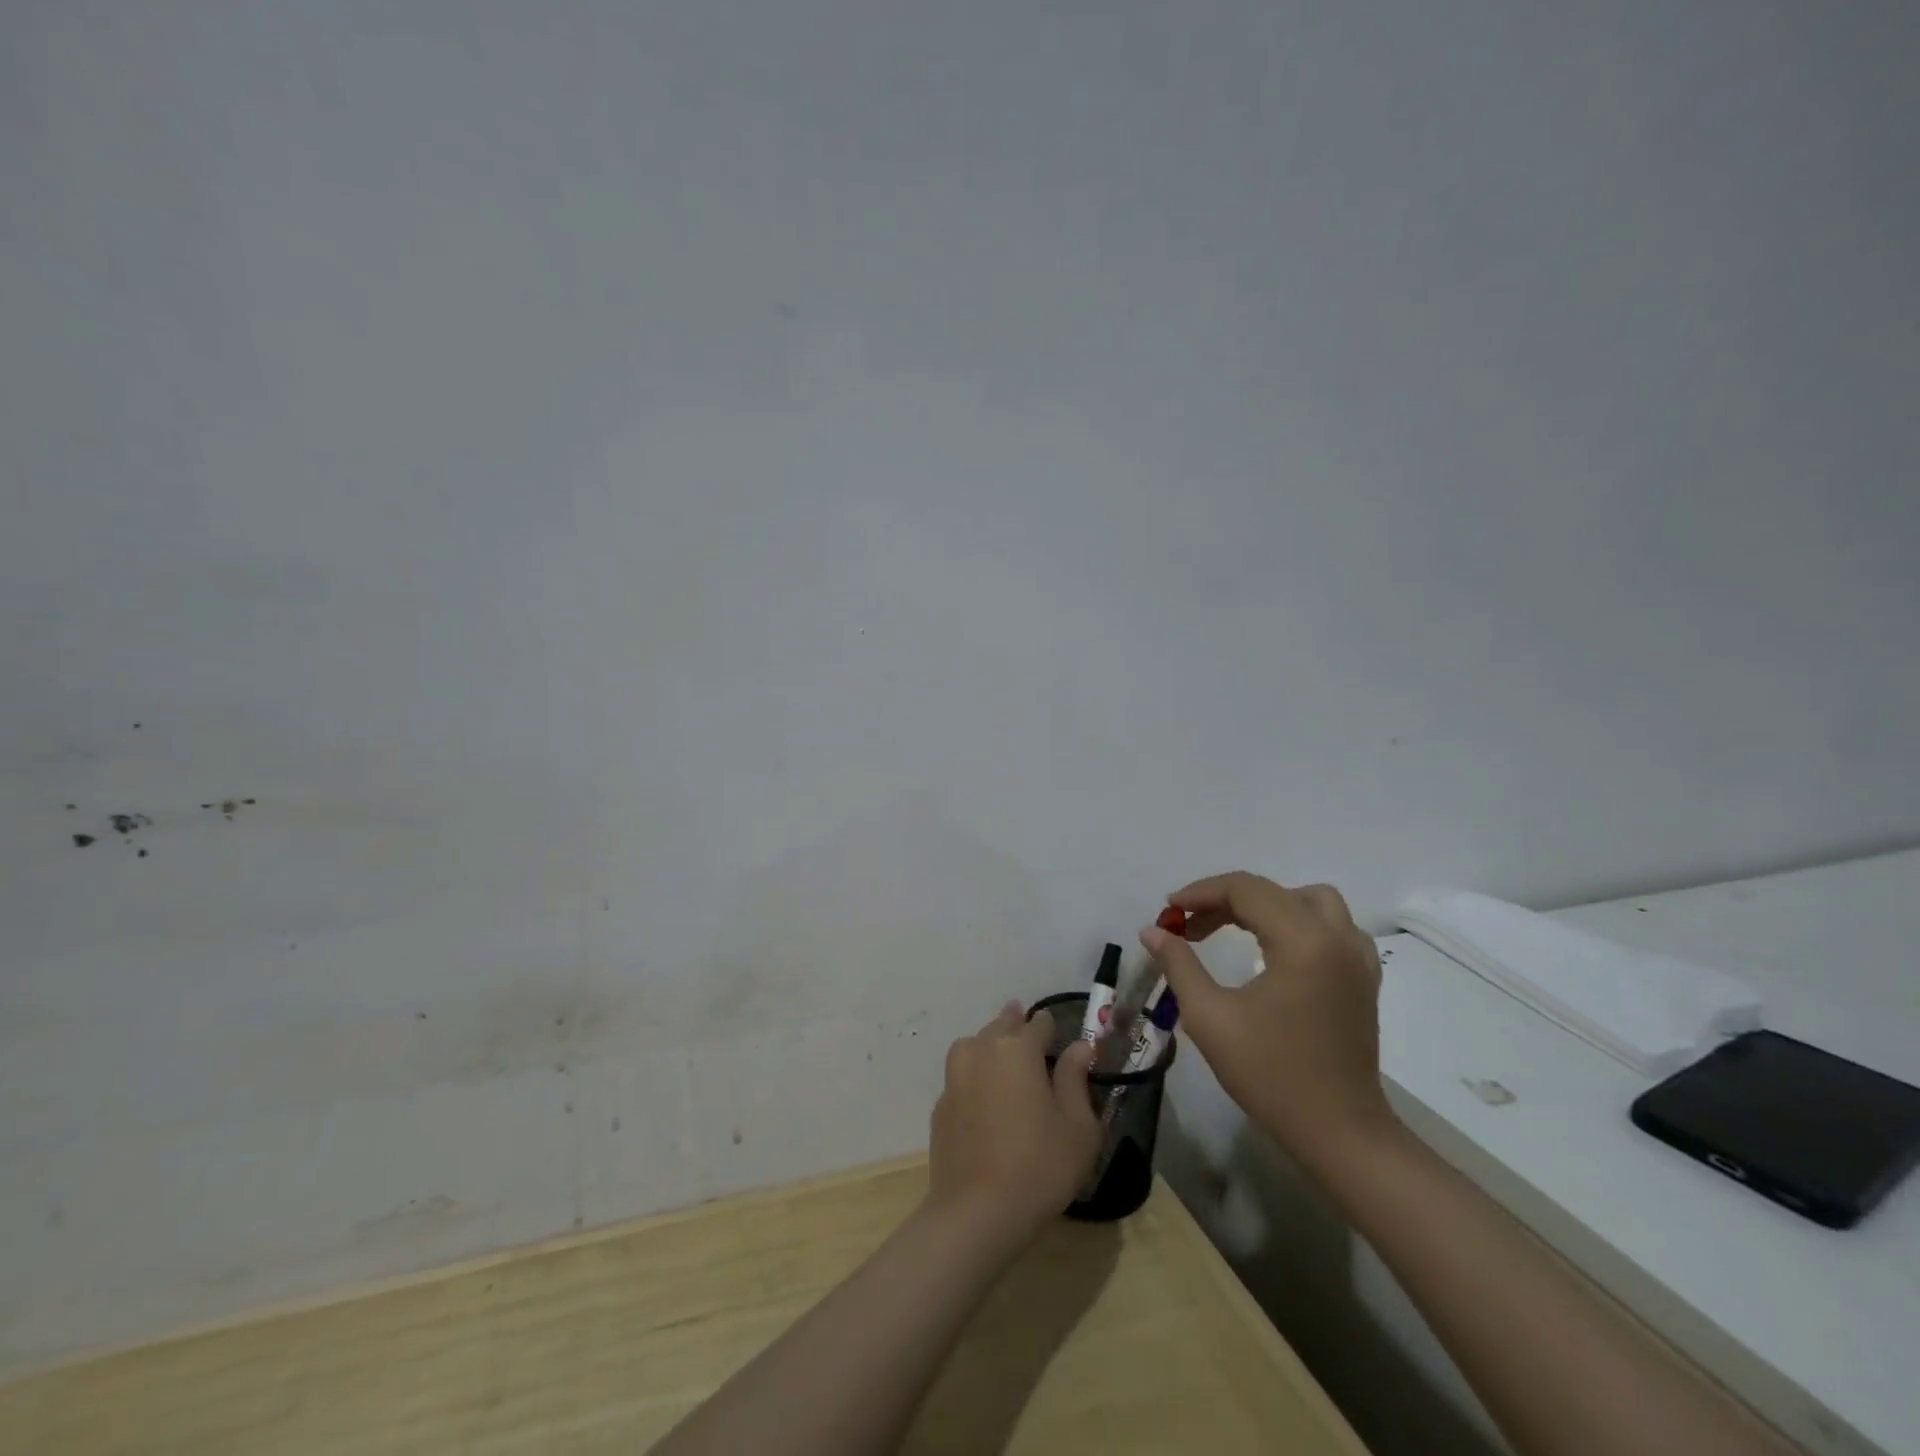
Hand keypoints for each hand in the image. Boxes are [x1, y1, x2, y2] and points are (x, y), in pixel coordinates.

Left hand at [926, 1002, 1102, 1246]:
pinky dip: (975, 1076)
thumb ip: (1076, 1079)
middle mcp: (982, 1049)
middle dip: (1017, 1025)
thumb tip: (1080, 1047)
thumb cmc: (1039, 1166)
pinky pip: (962, 1075)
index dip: (1050, 1027)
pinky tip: (985, 1098)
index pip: (1039, 1024)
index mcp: (1018, 1048)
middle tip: (1029, 1034)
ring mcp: (955, 1074)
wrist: (976, 1211)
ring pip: (976, 1044)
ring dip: (991, 1045)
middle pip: (1002, 1025)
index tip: (1057, 1036)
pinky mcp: (940, 1103)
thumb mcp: (1077, 1127)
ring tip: (1005, 1060)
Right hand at [1142, 872, 1393, 1172]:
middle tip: (1189, 926)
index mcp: (1303, 941)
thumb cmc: (1271, 1075)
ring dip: (1265, 905)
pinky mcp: (1364, 978)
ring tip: (1232, 929)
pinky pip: (1331, 925)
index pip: (1246, 890)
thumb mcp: (1210, 1018)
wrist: (1340, 1133)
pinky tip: (1274, 950)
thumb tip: (1153, 931)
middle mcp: (1336, 937)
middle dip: (1225, 900)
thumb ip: (1179, 965)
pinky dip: (1296, 922)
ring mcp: (1357, 957)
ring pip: (1308, 901)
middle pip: (1273, 891)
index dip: (1201, 892)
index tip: (1168, 910)